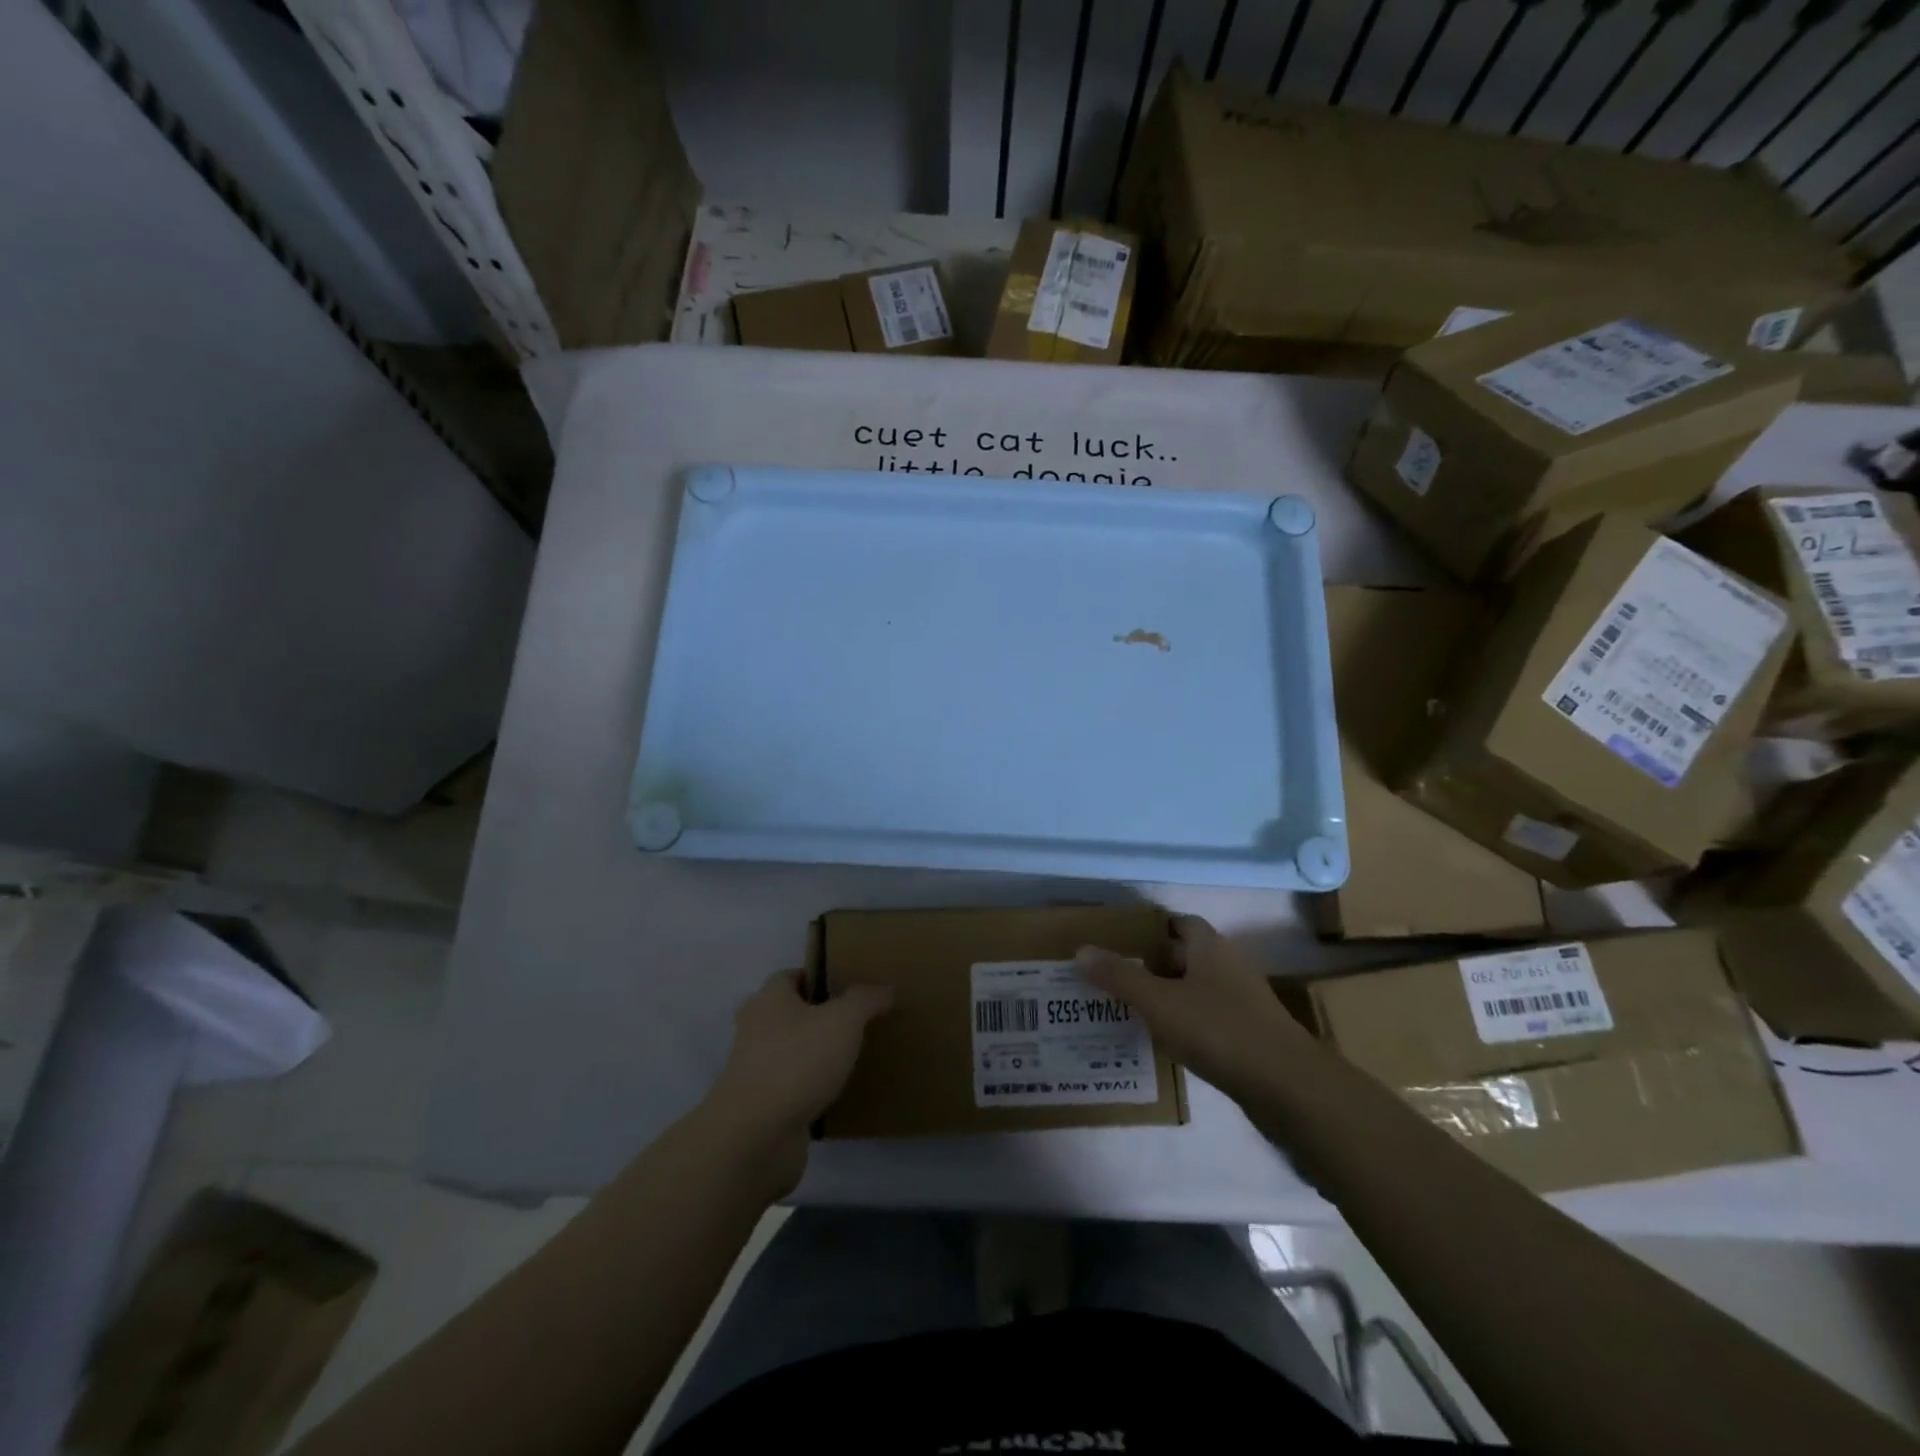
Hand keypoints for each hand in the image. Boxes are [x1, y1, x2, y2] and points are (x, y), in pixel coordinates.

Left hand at [707, 971, 892, 1192]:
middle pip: (788, 1015)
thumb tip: (885, 988)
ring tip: (851, 1058)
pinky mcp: (760, 1109)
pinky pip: (791, 1090)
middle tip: (854, 1022)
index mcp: (768, 1000)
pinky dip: (810, 1091)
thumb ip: (865, 1000)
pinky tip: (838, 1095)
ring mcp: (754, 1072)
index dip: (817, 978)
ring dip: (813, 1056)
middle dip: (817, 1017)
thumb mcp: (843, 1020)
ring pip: (790, 1053)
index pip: (789, 977)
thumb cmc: (797, 1062)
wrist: (756, 1137)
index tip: (847, 988)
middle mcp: (755, 1031)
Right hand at [1076, 915, 1305, 1100]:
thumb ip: (1119, 977)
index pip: (1180, 923)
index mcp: (1210, 948)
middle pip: (1187, 956)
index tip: (1121, 942)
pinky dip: (1186, 1025)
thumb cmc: (1219, 1030)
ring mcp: (1243, 1003)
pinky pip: (1209, 1020)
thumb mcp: (1159, 1002)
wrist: (1288, 1087)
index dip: (1152, 929)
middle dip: (1154, 964)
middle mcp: (1228, 967)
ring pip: (1197, 990)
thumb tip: (1080, 950)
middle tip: (1116, 977)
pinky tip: (1165, 1043)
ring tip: (1131, 1010)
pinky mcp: (1250, 1037)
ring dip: (1169, 997)